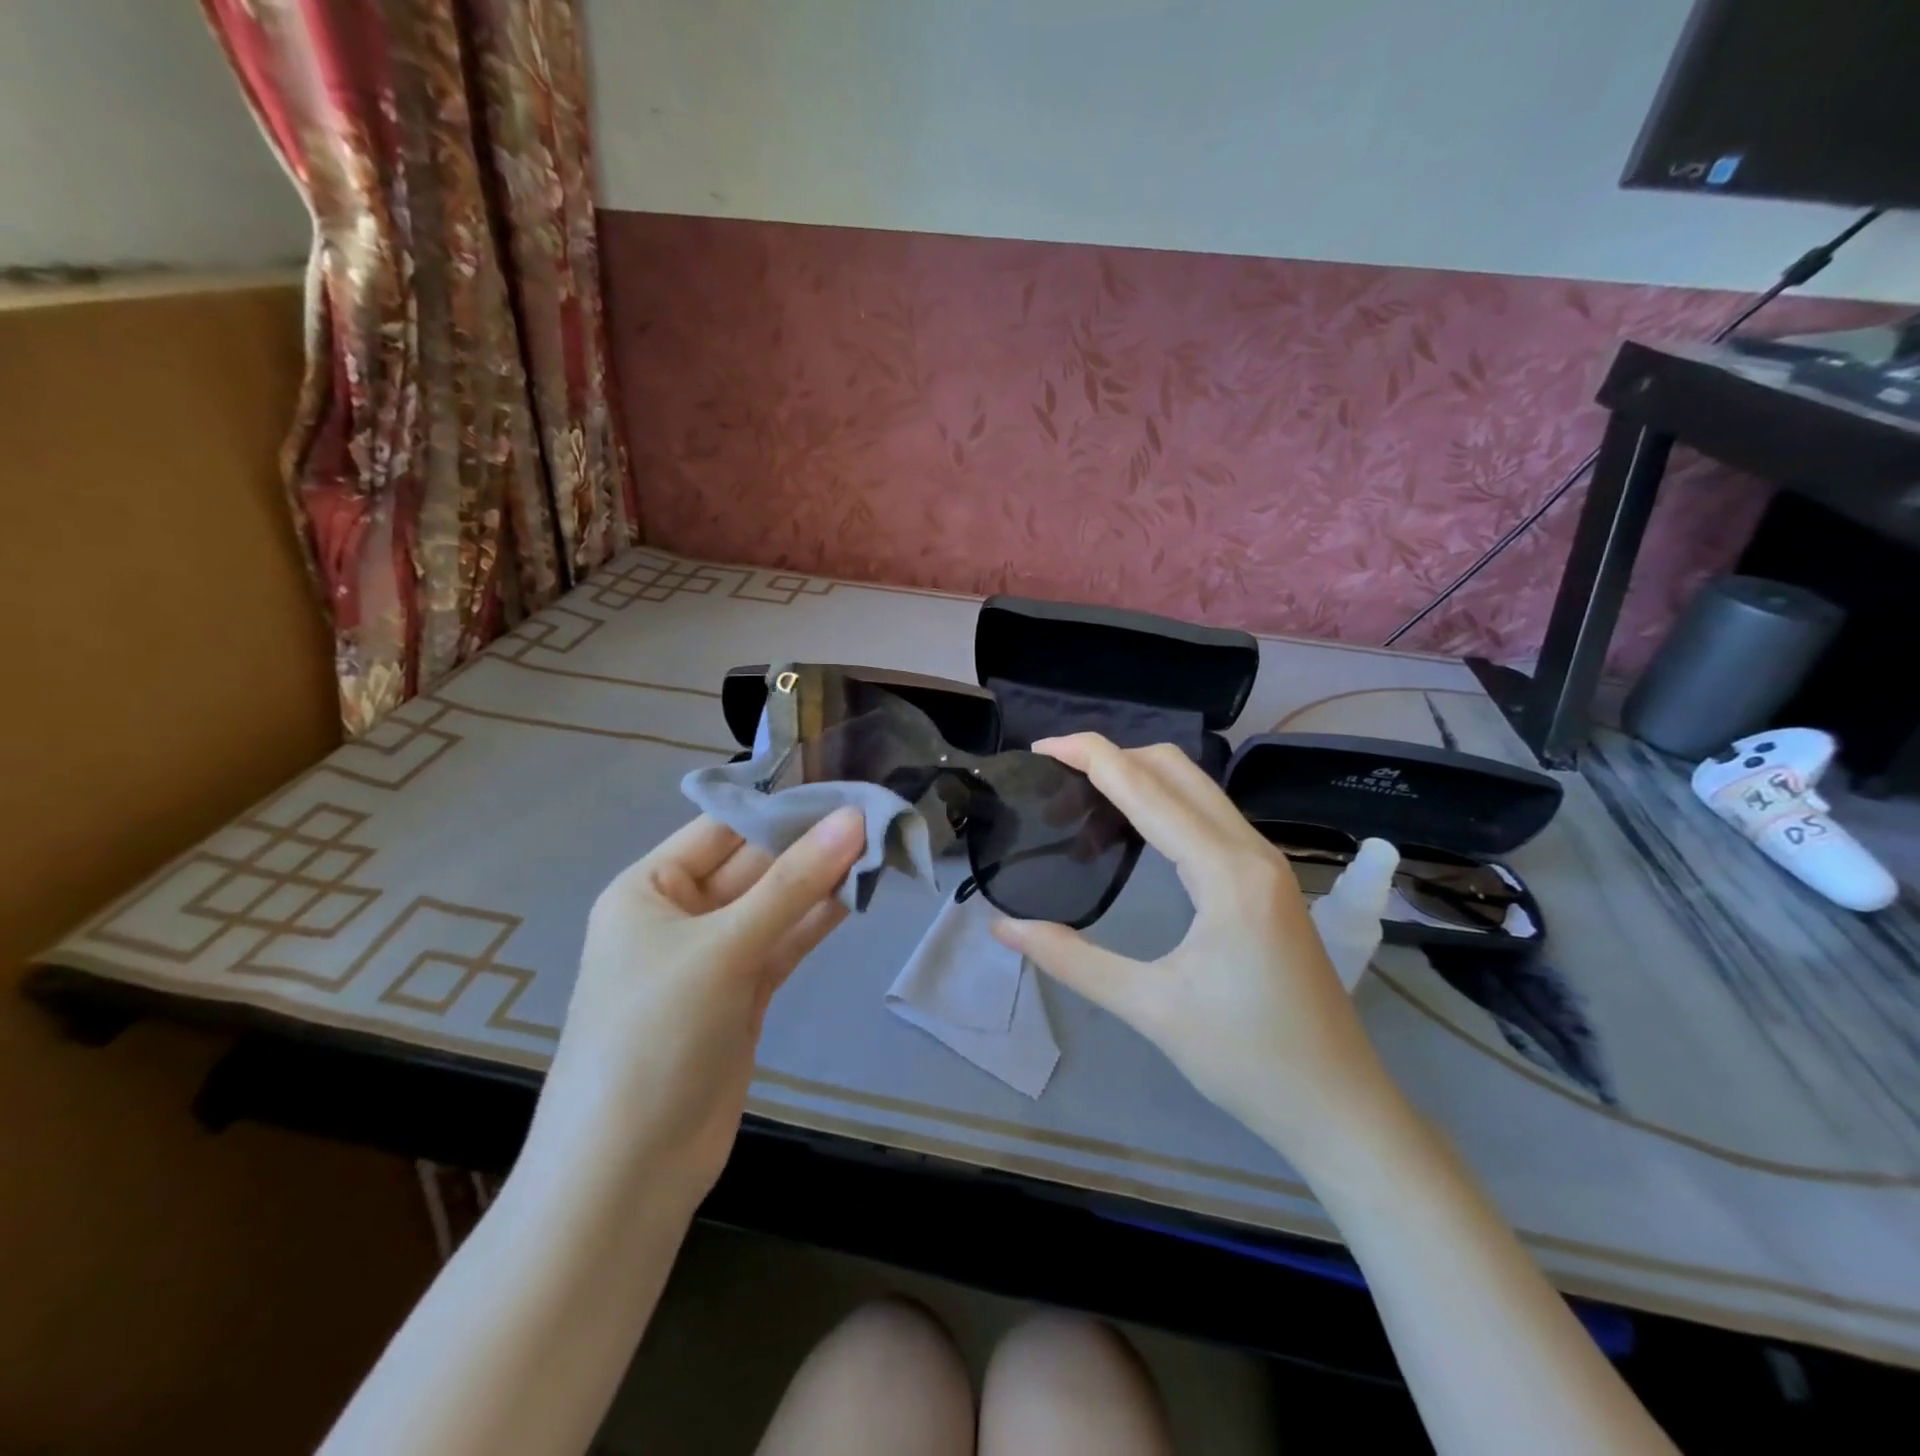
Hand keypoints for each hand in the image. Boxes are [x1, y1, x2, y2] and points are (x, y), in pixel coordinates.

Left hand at [525, 809, 865, 1201]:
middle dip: (811, 844)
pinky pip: (785, 943)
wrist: (629, 1171)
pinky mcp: (743, 994)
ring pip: (776, 904)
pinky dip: (818, 921)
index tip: (845, 787)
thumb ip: (793, 883)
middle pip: (755, 865)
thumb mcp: (723, 948)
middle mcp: (680, 915)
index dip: (782, 806)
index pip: (723, 828)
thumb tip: (853, 819)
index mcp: (650, 889)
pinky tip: (859, 894)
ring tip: (881, 848)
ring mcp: (715, 957)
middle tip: (877, 816)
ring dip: (823, 881)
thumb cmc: (655, 1035)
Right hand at [992, 736, 1395, 1164]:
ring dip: (1140, 778)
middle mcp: (1250, 852)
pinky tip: (1133, 830)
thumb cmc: (1247, 1059)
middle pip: (1177, 770)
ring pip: (1197, 790)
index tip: (1041, 747)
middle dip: (1115, 756)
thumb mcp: (1150, 1008)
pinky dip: (1164, 805)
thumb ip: (1072, 959)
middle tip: (1057, 773)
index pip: (1148, 789)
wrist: (1340, 1107)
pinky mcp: (1267, 882)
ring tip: (1084, 796)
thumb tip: (1004, 928)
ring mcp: (1265, 865)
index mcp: (1226, 872)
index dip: (1092, 757)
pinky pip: (1209, 818)